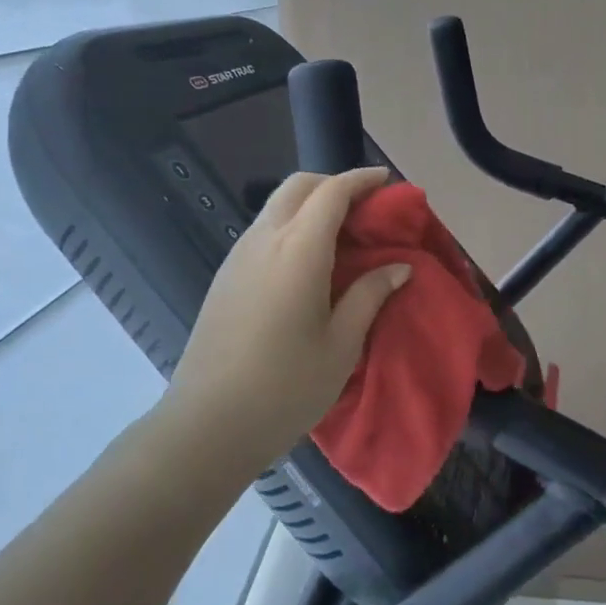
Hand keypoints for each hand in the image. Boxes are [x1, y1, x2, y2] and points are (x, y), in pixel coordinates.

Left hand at [164, 168, 410, 474]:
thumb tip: (399, 267)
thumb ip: (370, 296)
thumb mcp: (341, 345)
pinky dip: (291, 225)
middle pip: (298, 186)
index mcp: (299, 249)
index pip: (332, 192)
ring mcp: (239, 255)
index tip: (386, 181)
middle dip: (333, 183)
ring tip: (341, 233)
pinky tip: (307, 261)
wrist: (207, 424)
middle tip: (364, 207)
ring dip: (310, 203)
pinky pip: (263, 230)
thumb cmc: (285, 387)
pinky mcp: (225, 275)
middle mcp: (265, 239)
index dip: (361, 180)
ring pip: (277, 206)